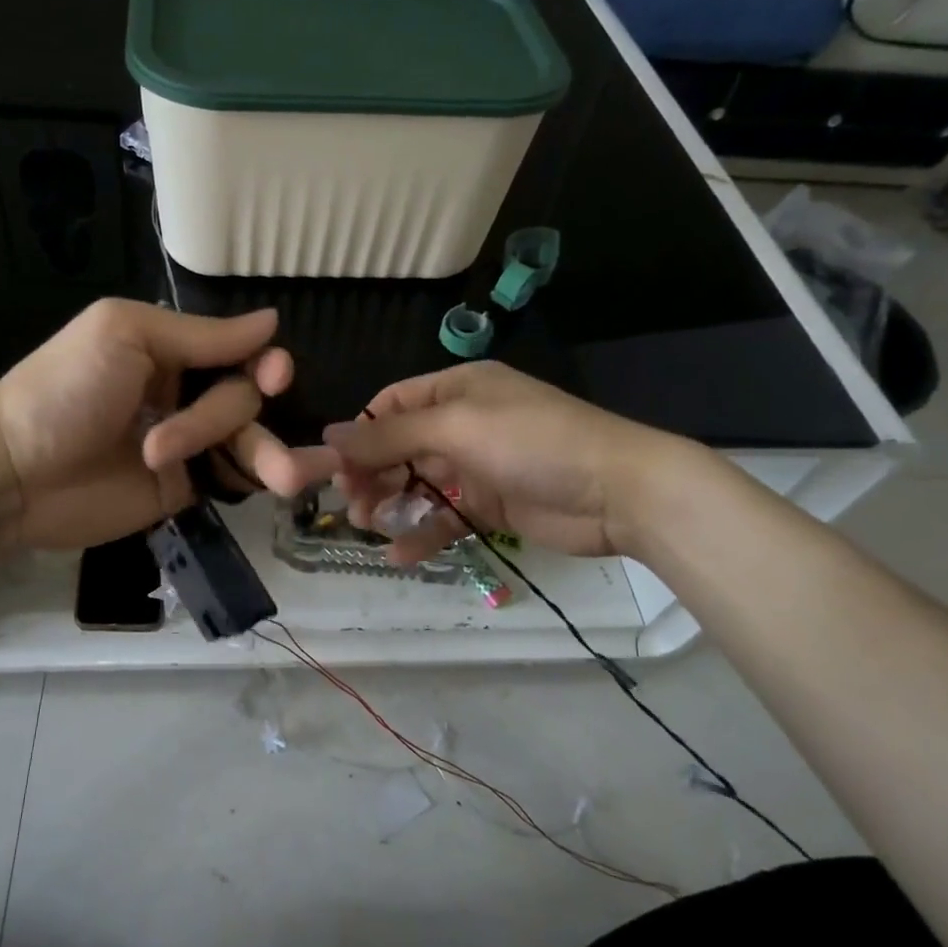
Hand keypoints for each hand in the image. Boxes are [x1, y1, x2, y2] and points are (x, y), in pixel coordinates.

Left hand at [0, 299, 337, 551]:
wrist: (14, 472)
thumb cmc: (64, 390)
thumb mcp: (126, 336)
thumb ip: (201, 335)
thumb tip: (271, 321)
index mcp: (171, 349)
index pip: (238, 351)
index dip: (263, 363)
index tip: (273, 376)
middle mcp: (186, 392)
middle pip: (244, 398)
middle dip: (234, 417)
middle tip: (192, 439)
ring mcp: (188, 443)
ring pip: (250, 440)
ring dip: (271, 454)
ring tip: (291, 477)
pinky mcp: (186, 487)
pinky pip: (235, 478)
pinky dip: (263, 477)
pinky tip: (293, 482)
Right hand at [323, 361, 689, 562]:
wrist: (619, 492)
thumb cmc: (533, 442)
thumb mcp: (456, 428)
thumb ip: (390, 435)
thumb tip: (329, 435)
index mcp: (456, 390)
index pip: (392, 406)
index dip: (361, 434)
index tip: (334, 467)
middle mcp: (463, 424)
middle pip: (399, 447)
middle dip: (371, 474)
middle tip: (350, 505)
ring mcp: (478, 467)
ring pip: (418, 484)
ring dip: (390, 504)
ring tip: (368, 526)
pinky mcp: (492, 507)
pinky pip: (445, 518)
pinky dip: (422, 534)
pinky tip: (400, 556)